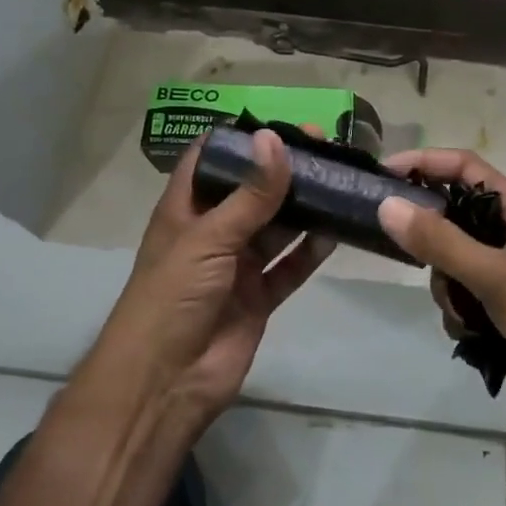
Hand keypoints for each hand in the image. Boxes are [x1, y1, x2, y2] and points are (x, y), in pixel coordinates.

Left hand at [90, 130, 332, 434]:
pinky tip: (336, 230)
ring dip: (304, 207)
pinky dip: (311, 250)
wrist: (165, 383)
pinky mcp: (259, 295)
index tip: (281, 122)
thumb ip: (249, 194)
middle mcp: (213, 232)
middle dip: (285, 170)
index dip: (241, 139)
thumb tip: (275, 139)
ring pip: (277, 226)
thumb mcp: (209, 238)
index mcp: (186, 209)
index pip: (210, 160)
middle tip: (327, 147)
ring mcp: (237, 265)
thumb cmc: (172, 297)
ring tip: (340, 181)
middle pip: (252, 191)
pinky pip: (290, 265)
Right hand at [377, 149, 505, 481]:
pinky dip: (458, 317)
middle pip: (452, 218)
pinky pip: (458, 302)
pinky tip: (473, 338)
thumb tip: (388, 205)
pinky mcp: (496, 316)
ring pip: (449, 265)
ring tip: (465, 312)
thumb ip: (441, 242)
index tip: (385, 173)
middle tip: (406, 252)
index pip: (466, 170)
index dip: (427, 163)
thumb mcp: (496, 276)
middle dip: (431, 240)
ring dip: (447, 289)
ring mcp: (502, 279)